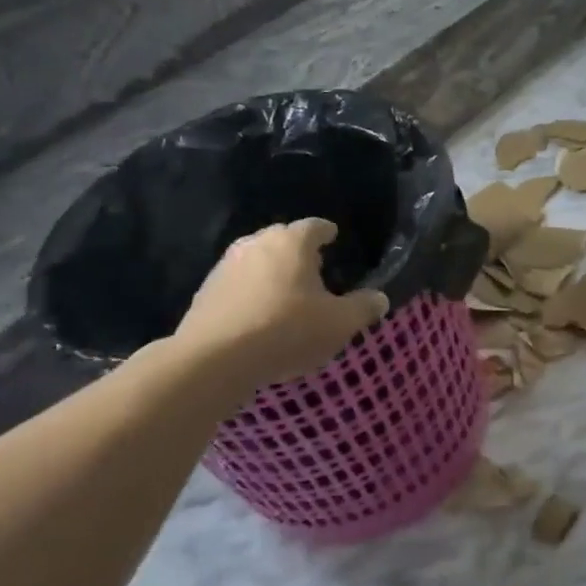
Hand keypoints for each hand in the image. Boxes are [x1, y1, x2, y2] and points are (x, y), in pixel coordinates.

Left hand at [174, 219, 388, 389]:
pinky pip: (238, 285)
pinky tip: (260, 315)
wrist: (215, 359)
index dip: (327, 233)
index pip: (315, 226)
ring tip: (287, 294)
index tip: (334, 238)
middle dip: (299, 252)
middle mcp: (256, 243)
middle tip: (315, 269)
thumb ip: (363, 307)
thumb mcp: (340, 323)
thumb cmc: (287, 330)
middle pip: (283, 240)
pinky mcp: (205, 292)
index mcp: (292, 242)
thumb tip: (380, 298)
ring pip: (257, 261)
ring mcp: (226, 266)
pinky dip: (251, 293)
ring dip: (272, 273)